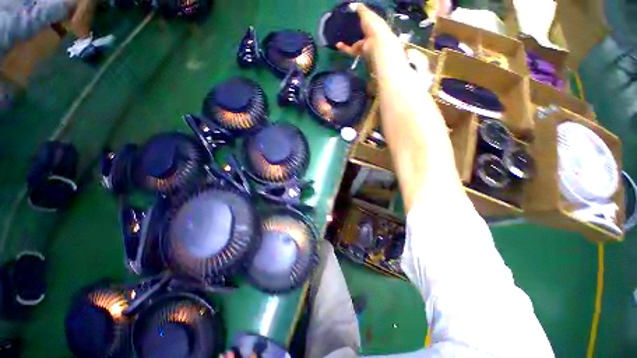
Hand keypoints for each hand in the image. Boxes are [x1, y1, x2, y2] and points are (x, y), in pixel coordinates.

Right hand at [335, 3, 397, 57]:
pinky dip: (344, 48)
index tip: (353, 14)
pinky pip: (350, 50)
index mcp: (375, 24)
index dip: (362, 17)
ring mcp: (365, 45)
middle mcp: (371, 35)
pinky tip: (338, 44)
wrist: (375, 45)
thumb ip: (359, 9)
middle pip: (361, 32)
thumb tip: (352, 5)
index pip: (368, 20)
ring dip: (347, 40)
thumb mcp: (366, 14)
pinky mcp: (359, 53)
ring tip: (339, 36)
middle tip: (344, 26)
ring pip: (355, 42)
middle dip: (354, 30)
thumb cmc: (373, 26)